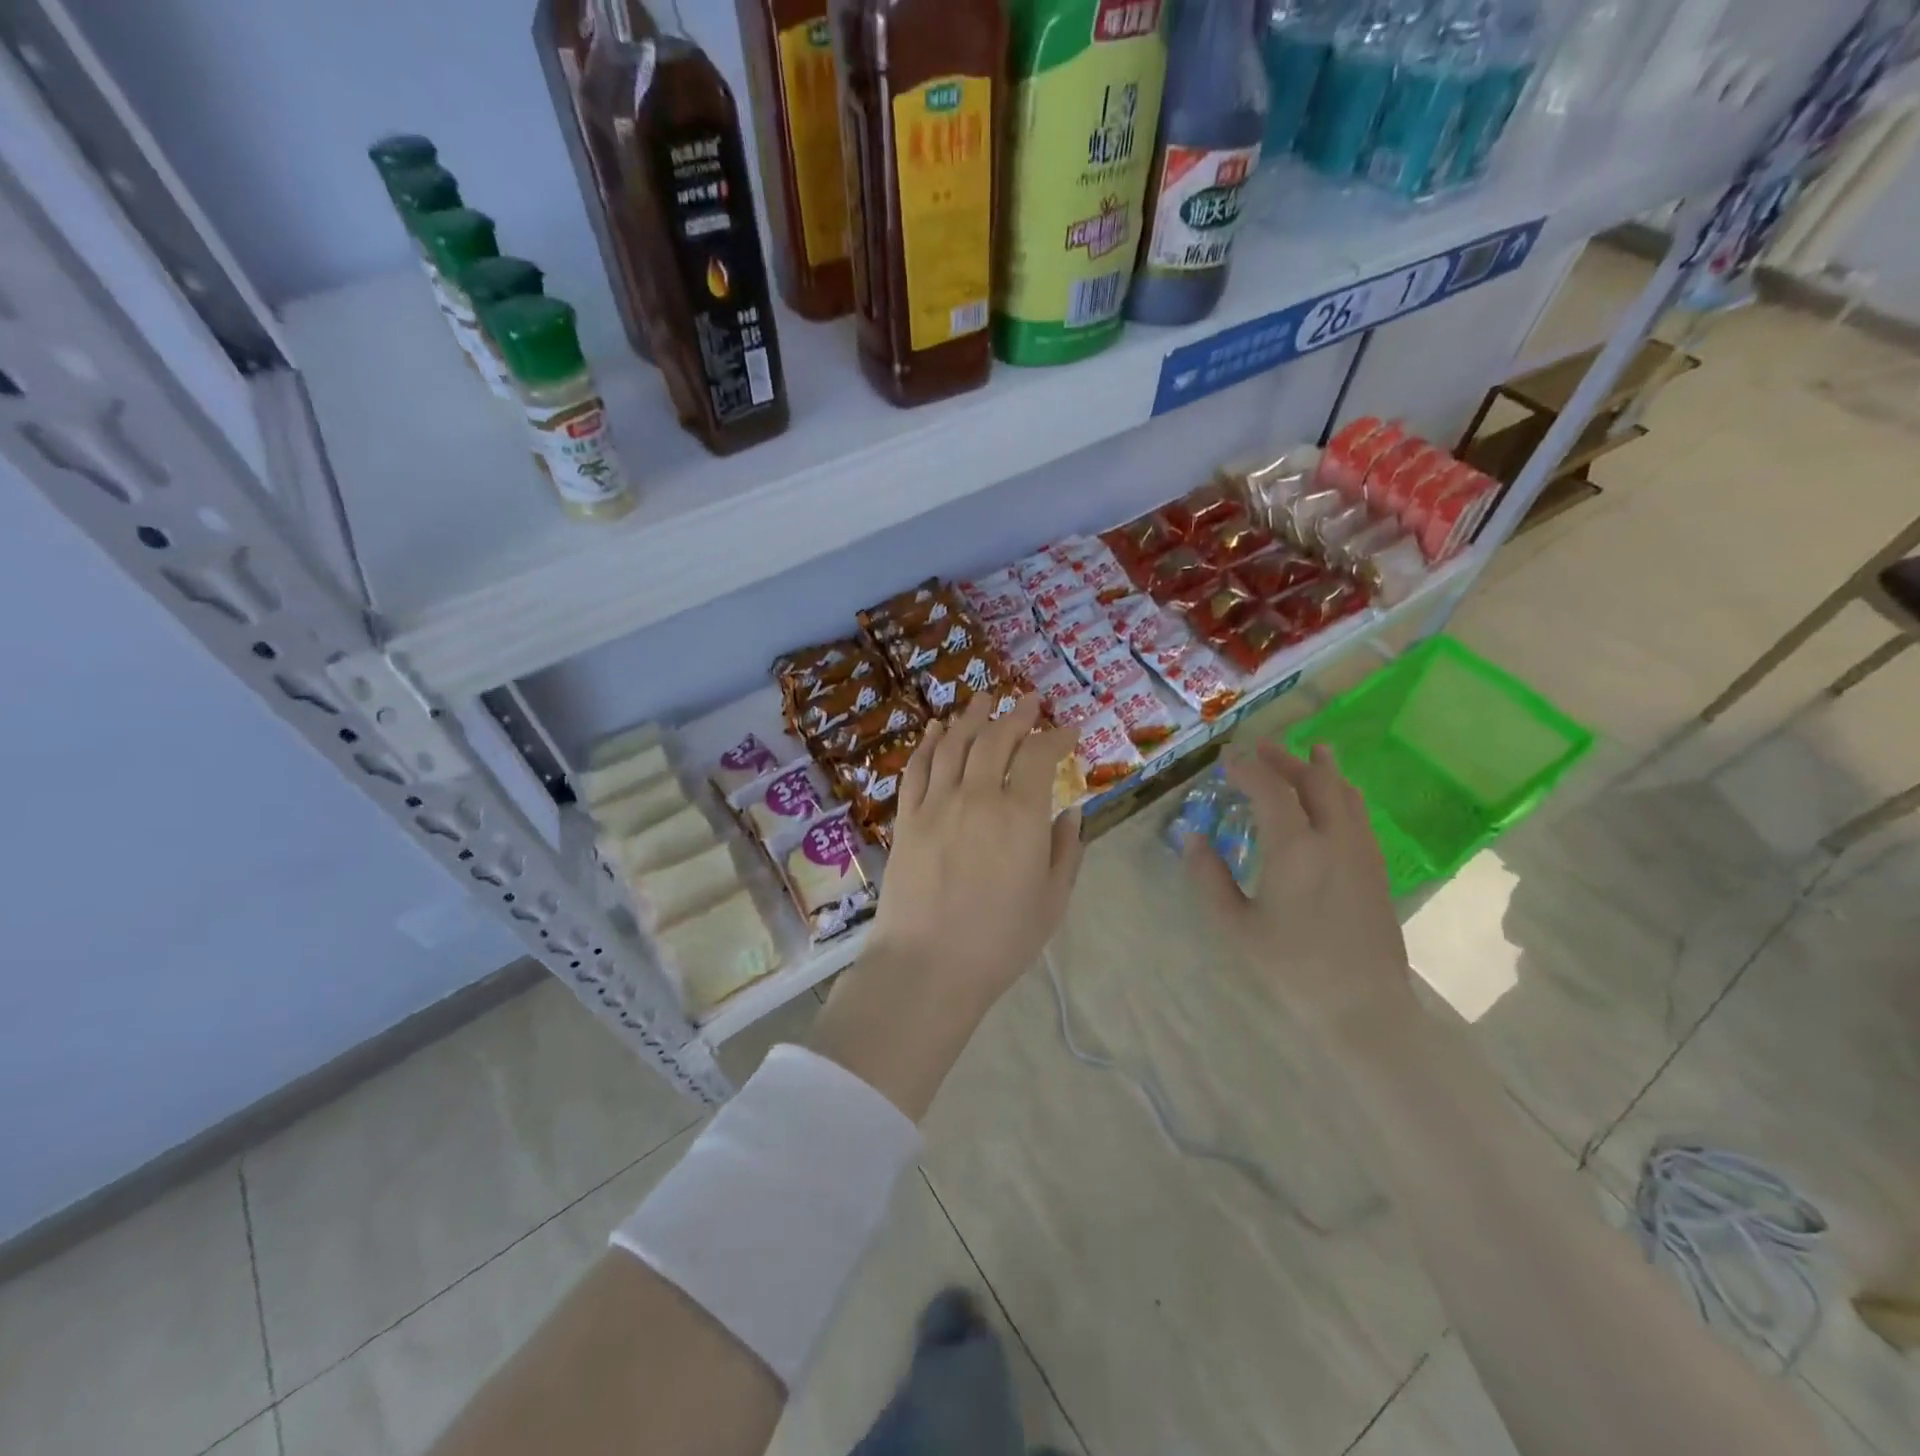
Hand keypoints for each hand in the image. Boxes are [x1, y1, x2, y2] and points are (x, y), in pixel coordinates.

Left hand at [809, 693, 1081, 1118]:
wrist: (927, 965)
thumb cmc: (1000, 940)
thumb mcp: (1052, 901)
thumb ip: (1065, 851)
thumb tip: (1070, 813)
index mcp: (1020, 815)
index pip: (1041, 756)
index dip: (1058, 737)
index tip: (1071, 729)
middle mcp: (977, 796)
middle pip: (996, 739)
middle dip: (1017, 714)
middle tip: (1029, 700)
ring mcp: (936, 804)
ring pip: (954, 744)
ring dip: (971, 716)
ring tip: (984, 697)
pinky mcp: (906, 818)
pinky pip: (917, 769)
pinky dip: (928, 744)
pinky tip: (935, 730)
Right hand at [1185, 741, 1413, 1046]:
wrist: (1363, 1003)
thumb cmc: (1292, 965)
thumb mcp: (1236, 925)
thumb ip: (1210, 877)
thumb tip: (1193, 838)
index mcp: (1295, 848)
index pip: (1270, 789)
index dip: (1246, 769)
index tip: (1226, 759)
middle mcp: (1333, 837)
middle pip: (1313, 780)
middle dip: (1284, 759)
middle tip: (1261, 749)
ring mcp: (1360, 849)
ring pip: (1344, 792)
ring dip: (1320, 768)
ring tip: (1309, 752)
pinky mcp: (1376, 865)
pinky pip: (1358, 812)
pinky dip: (1341, 791)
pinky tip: (1335, 797)